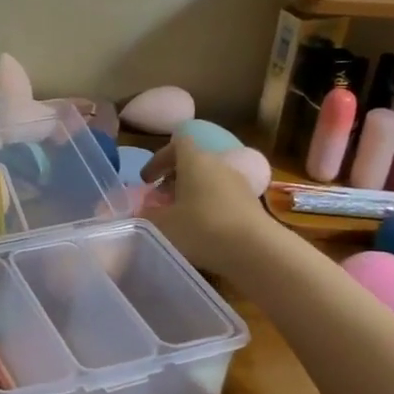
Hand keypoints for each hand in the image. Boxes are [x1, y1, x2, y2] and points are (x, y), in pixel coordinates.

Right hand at [141, 134, 273, 278]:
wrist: (256, 250)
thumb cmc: (202, 228)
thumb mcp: (162, 225)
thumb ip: (145, 216)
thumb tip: (137, 213)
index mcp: (195, 160)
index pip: (176, 143)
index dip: (159, 159)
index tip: (147, 180)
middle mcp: (218, 165)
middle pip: (192, 162)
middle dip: (173, 179)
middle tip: (159, 201)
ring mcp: (238, 183)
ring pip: (208, 180)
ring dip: (191, 194)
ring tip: (179, 218)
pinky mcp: (250, 203)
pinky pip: (222, 197)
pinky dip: (208, 207)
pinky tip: (202, 231)